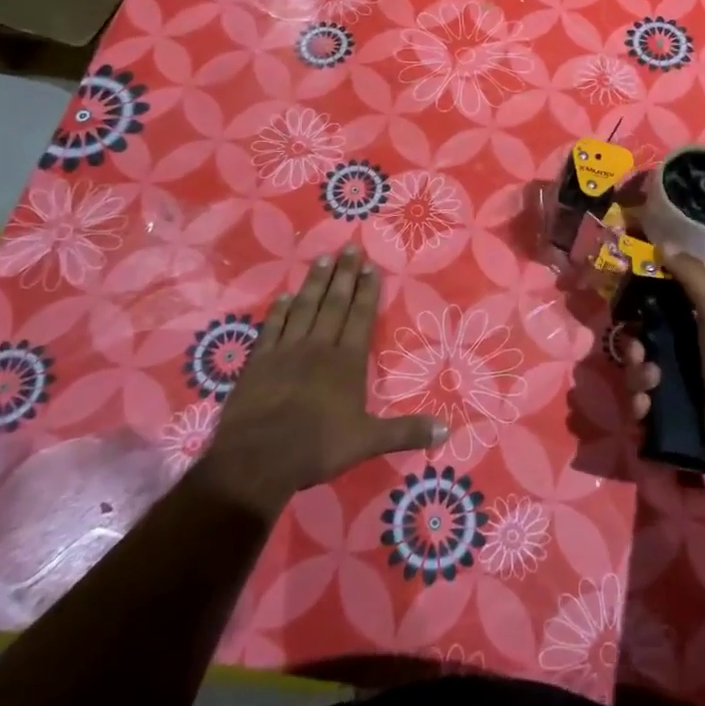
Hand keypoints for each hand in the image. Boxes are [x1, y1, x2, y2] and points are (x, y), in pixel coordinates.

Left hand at [191, 245, 445, 514]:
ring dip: (315, 283)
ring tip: (323, 259)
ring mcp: (286, 351)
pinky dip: (279, 310)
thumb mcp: (368, 441)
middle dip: (344, 274)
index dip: (367, 290)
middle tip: (349, 247)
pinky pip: (272, 327)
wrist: (257, 458)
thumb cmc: (317, 447)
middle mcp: (318, 347)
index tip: (371, 265)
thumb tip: (447, 430)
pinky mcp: (259, 362)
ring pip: (304, 308)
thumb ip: (407, 432)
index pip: (360, 317)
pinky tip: (285, 296)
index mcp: (346, 362)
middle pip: (334, 303)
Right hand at [621, 247, 704, 471]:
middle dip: (633, 350)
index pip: (653, 313)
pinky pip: (639, 410)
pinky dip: (638, 409)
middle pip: (639, 346)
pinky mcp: (668, 419)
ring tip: (651, 388)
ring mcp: (674, 388)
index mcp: (691, 327)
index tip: (626, 310)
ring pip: (635, 378)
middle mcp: (680, 355)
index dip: (636, 311)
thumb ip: (692, 276)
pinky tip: (647, 410)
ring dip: (635, 380)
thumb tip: (663, 242)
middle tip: (642, 355)